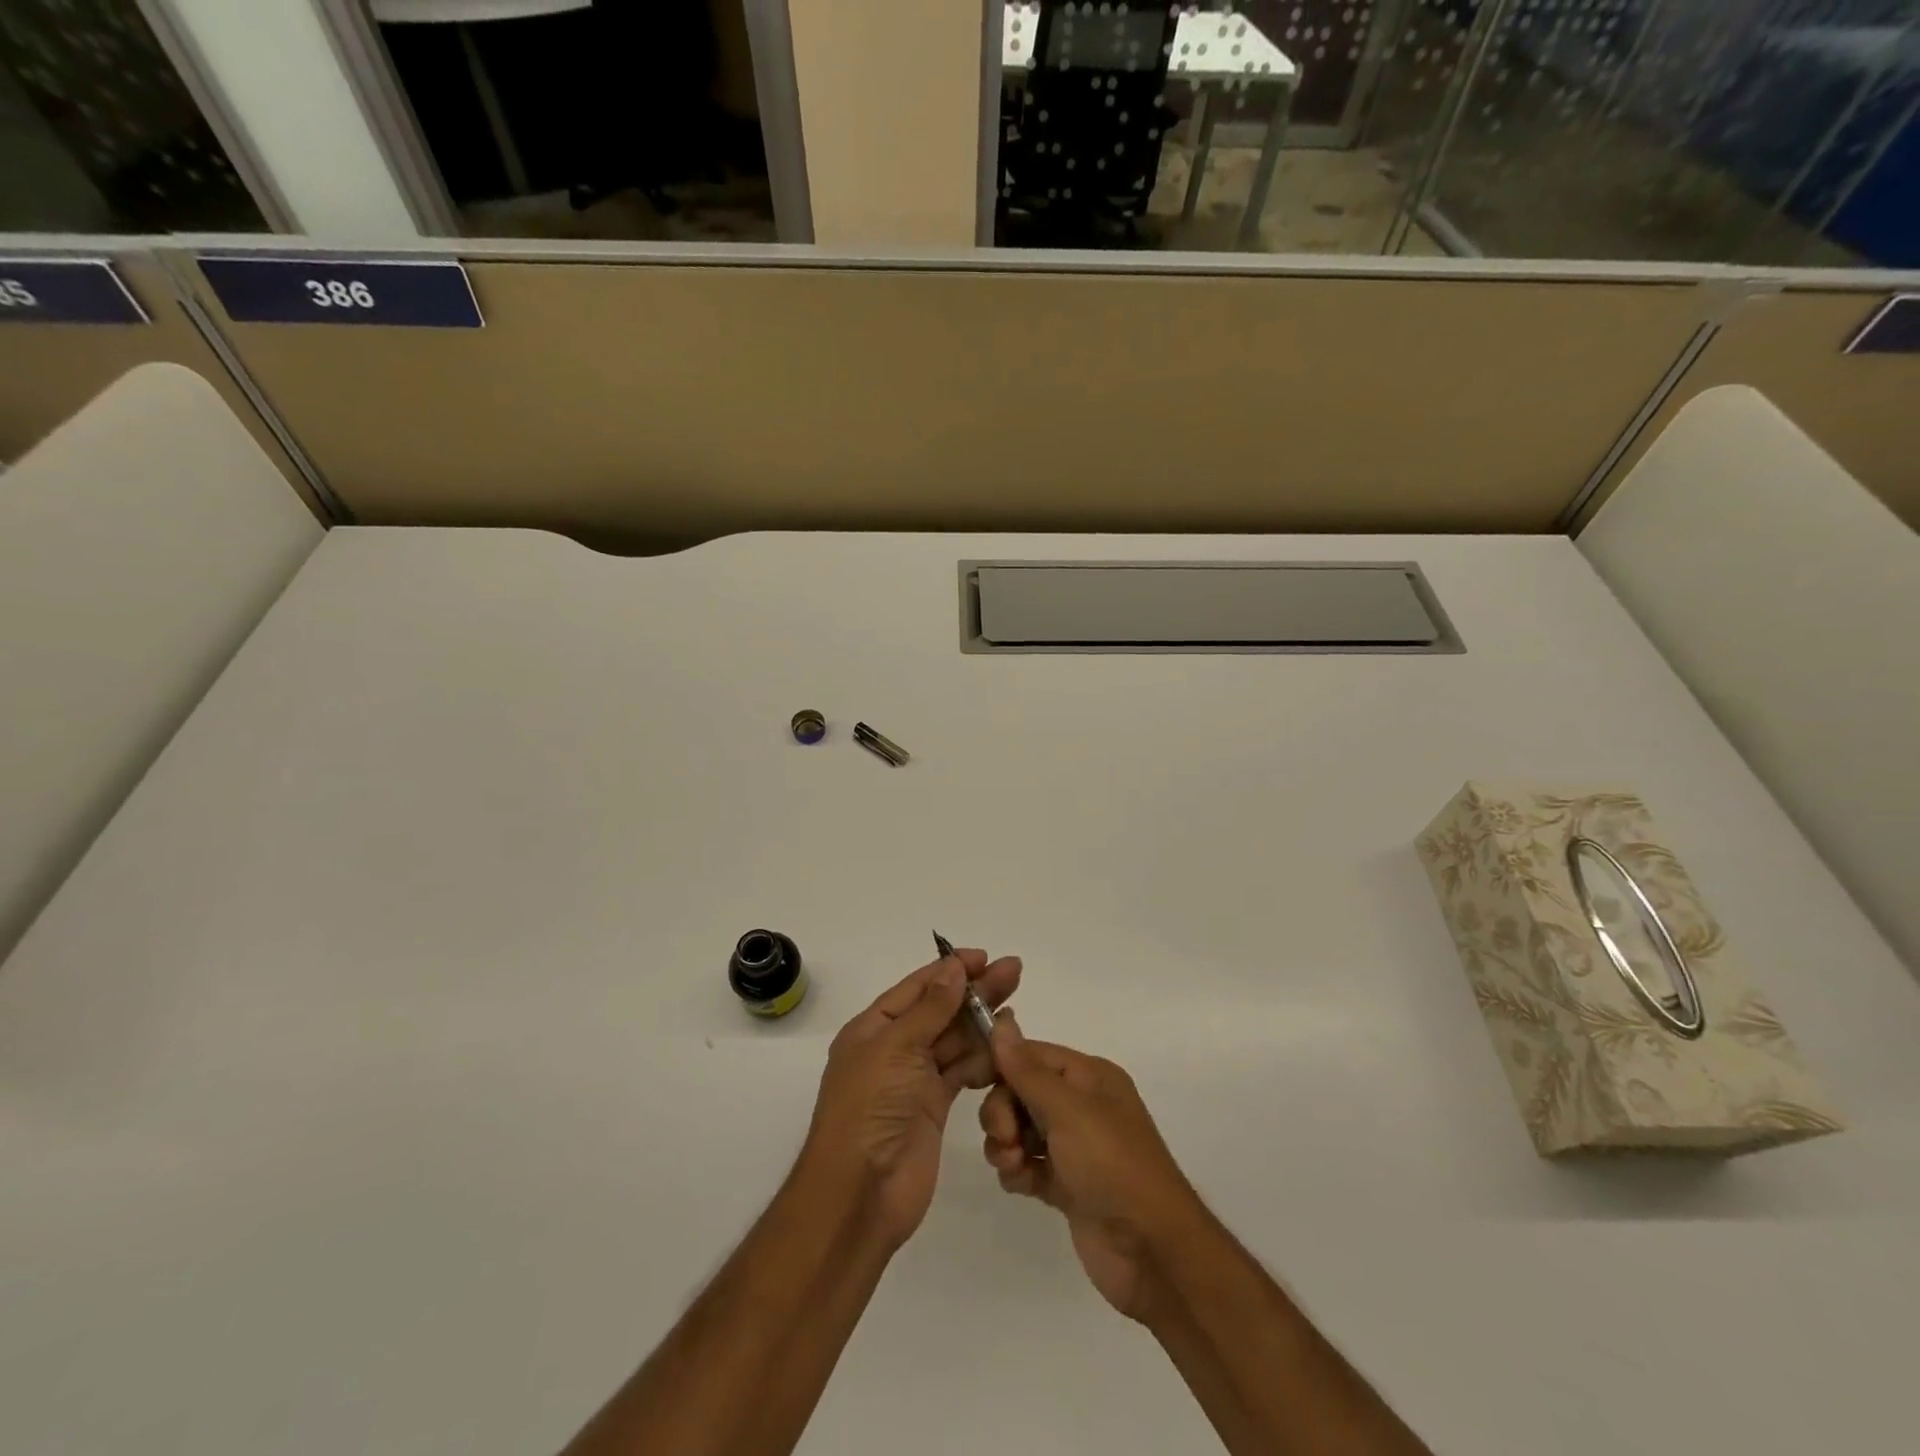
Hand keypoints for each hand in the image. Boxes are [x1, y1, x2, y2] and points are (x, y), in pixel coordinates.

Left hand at [804, 948, 1022, 1249]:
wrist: (860, 1193)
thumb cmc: (870, 1108)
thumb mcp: (896, 1047)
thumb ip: (931, 1008)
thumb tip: (953, 967)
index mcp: (873, 1028)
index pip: (916, 988)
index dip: (949, 970)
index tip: (984, 957)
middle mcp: (893, 1049)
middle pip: (940, 1011)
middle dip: (975, 992)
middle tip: (1014, 971)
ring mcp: (913, 1080)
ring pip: (954, 1041)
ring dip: (982, 1025)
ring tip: (1016, 1010)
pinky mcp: (933, 1108)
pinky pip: (962, 1072)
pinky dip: (982, 1060)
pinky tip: (1006, 1048)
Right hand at [980, 1015, 1199, 1323]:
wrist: (1151, 1251)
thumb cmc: (1111, 1164)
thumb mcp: (1067, 1109)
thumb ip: (1027, 1069)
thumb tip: (1002, 1020)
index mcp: (1089, 1077)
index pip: (1032, 1055)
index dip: (1002, 1066)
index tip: (974, 1082)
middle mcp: (1082, 1105)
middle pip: (1020, 1092)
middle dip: (1002, 1112)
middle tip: (1005, 1138)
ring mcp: (1074, 1147)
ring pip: (1020, 1129)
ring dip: (1006, 1144)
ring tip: (1013, 1166)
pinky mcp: (1067, 1185)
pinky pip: (1027, 1164)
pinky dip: (1018, 1172)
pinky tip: (1022, 1184)